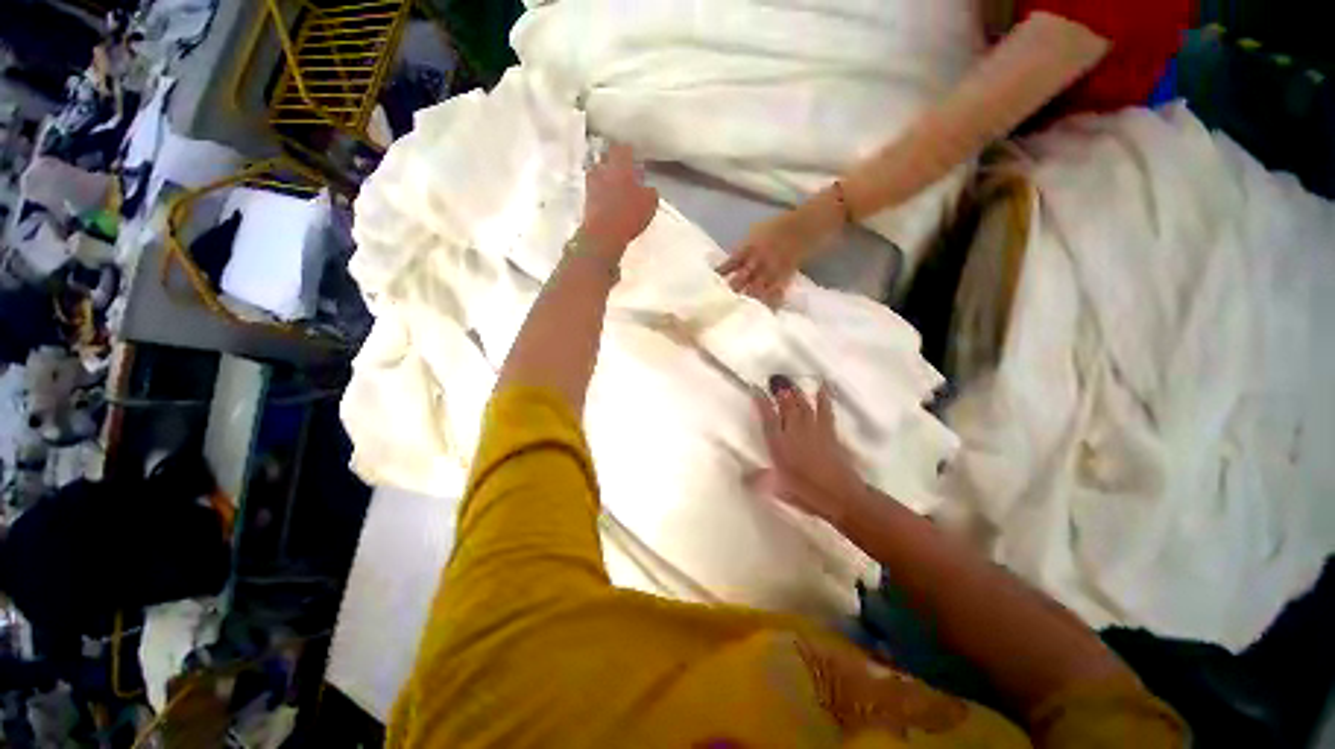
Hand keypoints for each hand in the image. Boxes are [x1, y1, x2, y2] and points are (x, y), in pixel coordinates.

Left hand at [579, 143, 658, 261]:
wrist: (604, 234)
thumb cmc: (628, 214)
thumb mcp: (650, 203)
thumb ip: (650, 191)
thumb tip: (649, 189)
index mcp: (620, 165)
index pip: (623, 148)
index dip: (629, 152)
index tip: (634, 156)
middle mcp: (603, 169)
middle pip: (606, 156)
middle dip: (614, 160)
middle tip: (623, 169)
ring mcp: (591, 183)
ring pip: (598, 171)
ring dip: (605, 175)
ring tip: (614, 185)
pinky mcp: (586, 198)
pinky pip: (594, 188)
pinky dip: (600, 190)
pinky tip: (608, 199)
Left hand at [720, 191, 844, 306]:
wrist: (807, 224)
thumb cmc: (778, 226)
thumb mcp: (755, 232)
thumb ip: (741, 249)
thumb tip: (727, 266)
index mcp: (749, 247)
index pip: (730, 264)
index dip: (720, 275)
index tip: (710, 285)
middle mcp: (759, 260)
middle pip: (741, 280)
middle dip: (731, 292)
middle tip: (719, 305)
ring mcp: (772, 270)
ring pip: (757, 289)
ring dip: (747, 300)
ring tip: (737, 313)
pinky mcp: (785, 277)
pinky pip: (776, 293)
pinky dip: (770, 303)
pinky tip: (765, 314)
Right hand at [750, 375, 866, 525]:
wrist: (840, 495)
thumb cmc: (806, 493)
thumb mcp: (778, 489)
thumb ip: (760, 480)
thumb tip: (743, 479)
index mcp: (779, 444)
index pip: (768, 418)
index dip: (761, 402)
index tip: (756, 390)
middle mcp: (794, 432)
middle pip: (786, 407)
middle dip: (779, 392)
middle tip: (774, 380)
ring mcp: (813, 430)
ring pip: (803, 406)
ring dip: (796, 392)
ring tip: (789, 382)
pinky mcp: (829, 432)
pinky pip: (825, 411)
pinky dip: (823, 398)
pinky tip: (822, 387)